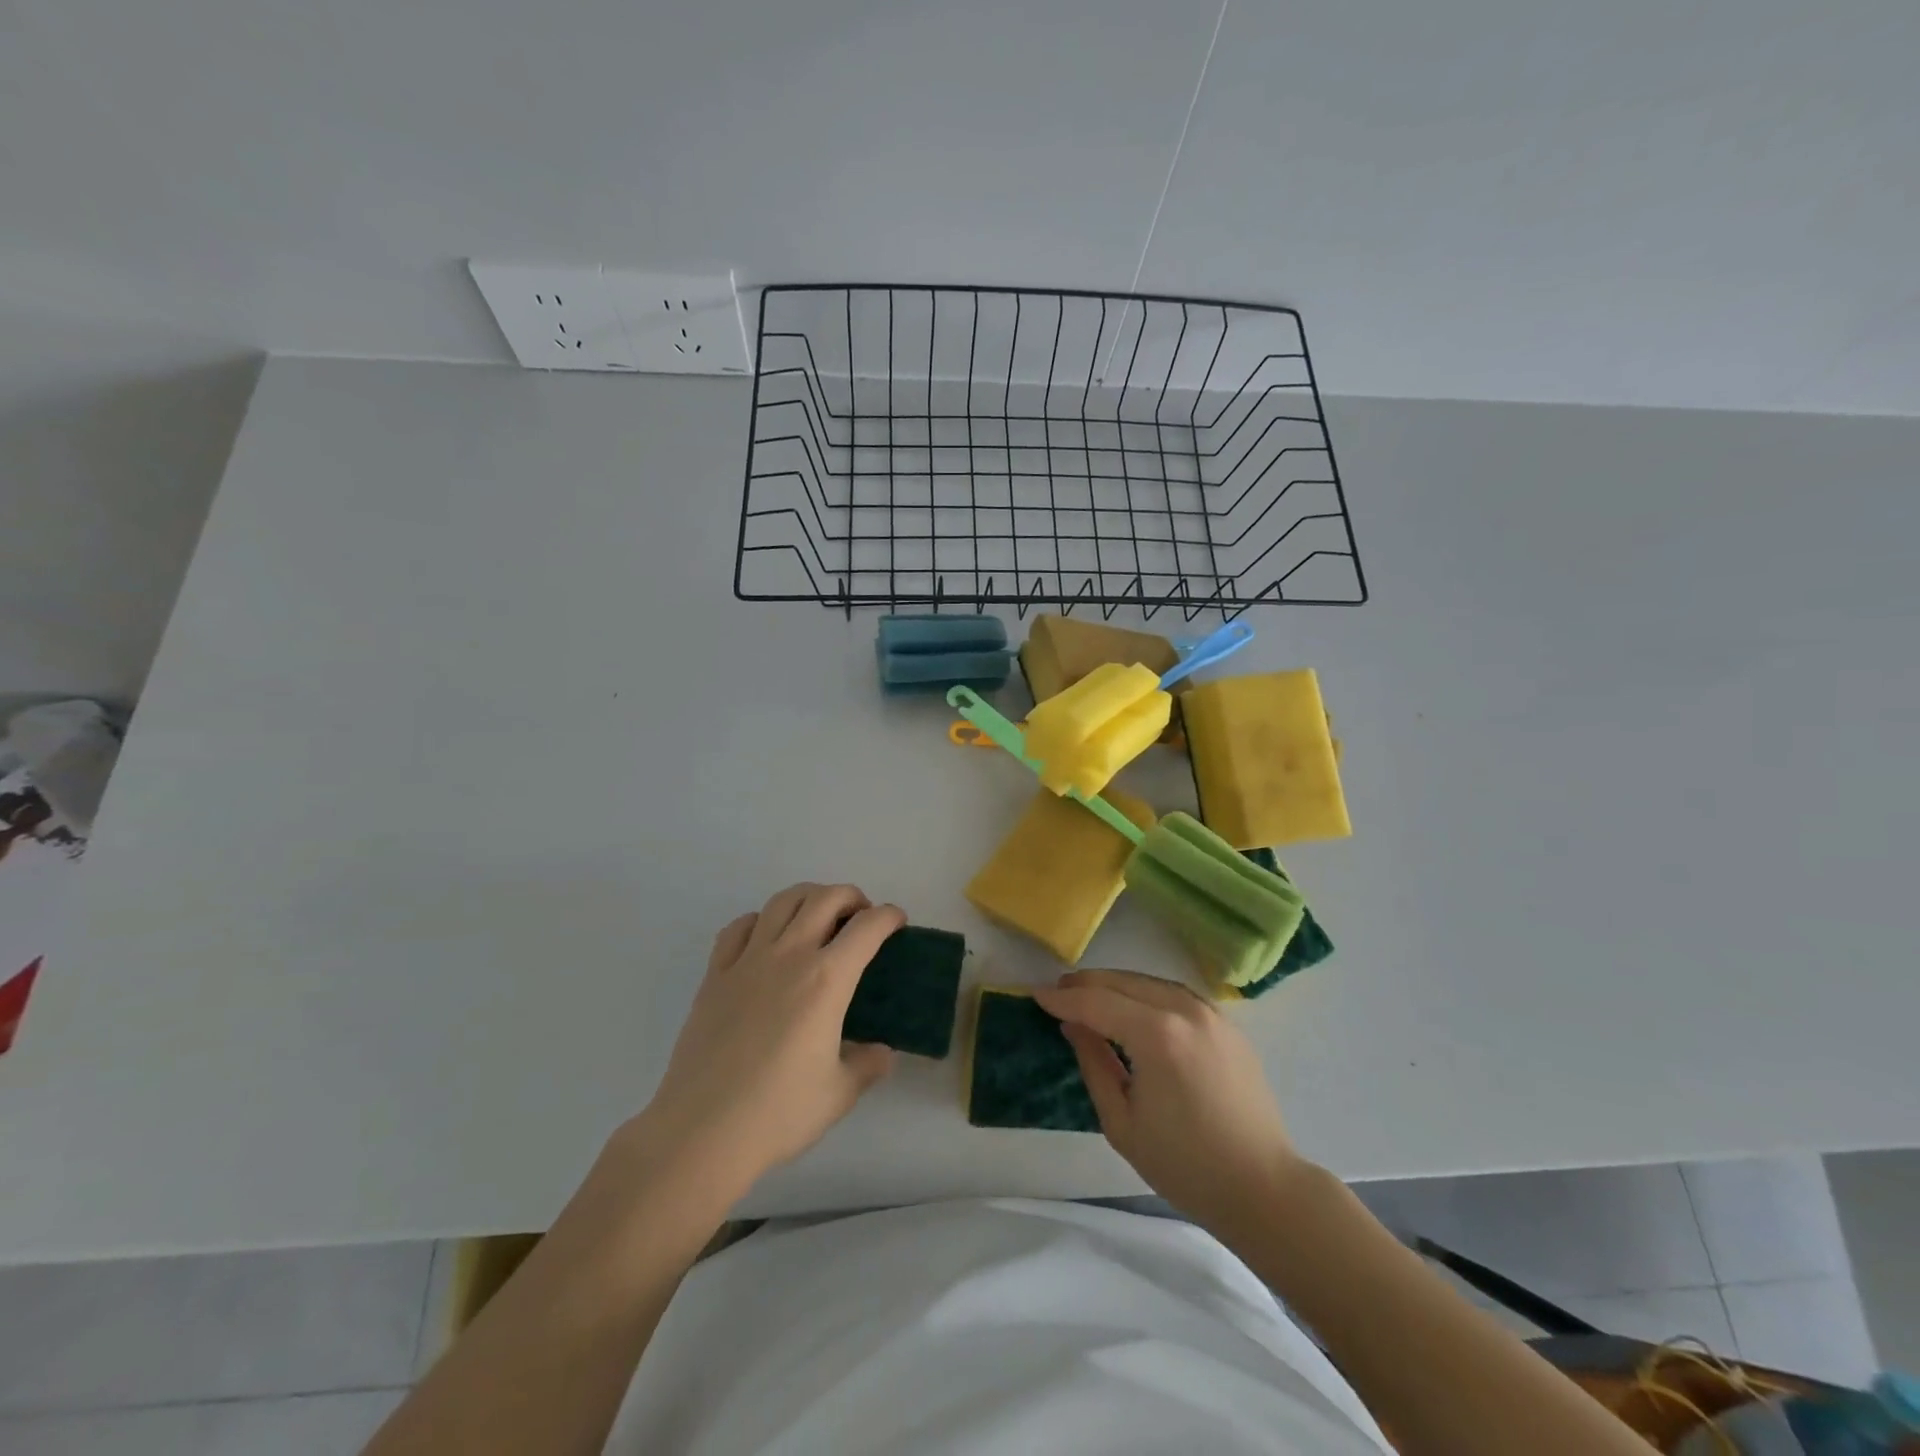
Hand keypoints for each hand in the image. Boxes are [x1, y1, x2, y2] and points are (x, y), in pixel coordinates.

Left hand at [629, 884, 903, 1196]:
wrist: (702, 1131)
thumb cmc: (778, 1112)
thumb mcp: (839, 1094)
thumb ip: (867, 1065)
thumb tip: (882, 1052)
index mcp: (827, 980)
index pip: (867, 928)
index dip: (888, 916)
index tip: (897, 923)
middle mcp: (789, 956)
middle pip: (825, 898)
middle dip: (852, 897)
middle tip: (861, 918)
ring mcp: (747, 961)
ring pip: (783, 901)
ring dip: (809, 897)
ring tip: (818, 917)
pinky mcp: (715, 975)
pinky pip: (739, 927)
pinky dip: (761, 920)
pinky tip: (766, 938)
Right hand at [1032, 969, 1307, 1234]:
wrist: (1263, 1187)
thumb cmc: (1185, 1165)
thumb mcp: (1122, 1122)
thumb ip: (1094, 1064)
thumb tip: (1074, 1025)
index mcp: (1157, 1035)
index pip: (1098, 1003)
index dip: (1063, 999)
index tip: (1036, 995)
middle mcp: (1185, 1011)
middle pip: (1123, 982)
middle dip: (1087, 984)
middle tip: (1058, 991)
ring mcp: (1211, 1013)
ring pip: (1150, 981)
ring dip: (1116, 984)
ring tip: (1090, 994)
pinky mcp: (1227, 1024)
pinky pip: (1176, 994)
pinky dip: (1146, 992)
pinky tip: (1133, 1005)